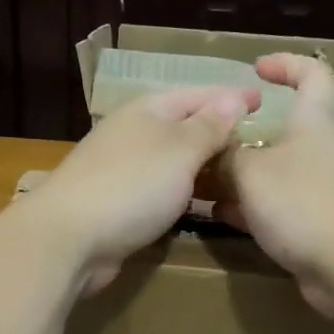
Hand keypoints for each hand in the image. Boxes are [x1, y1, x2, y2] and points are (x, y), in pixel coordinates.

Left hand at [21, 85, 260, 294]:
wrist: (70, 238)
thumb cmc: (132, 186)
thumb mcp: (180, 151)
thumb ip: (209, 127)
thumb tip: (233, 98)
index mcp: (147, 111)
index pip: (197, 95)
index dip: (230, 97)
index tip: (263, 100)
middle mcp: (132, 134)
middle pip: (182, 126)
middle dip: (216, 131)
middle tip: (255, 143)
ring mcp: (120, 170)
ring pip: (170, 160)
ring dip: (200, 164)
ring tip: (235, 173)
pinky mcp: (116, 204)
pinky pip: (159, 189)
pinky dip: (182, 191)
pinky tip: (198, 203)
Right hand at [217, 53, 333, 317]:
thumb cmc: (305, 202)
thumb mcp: (251, 172)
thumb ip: (226, 158)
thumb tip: (211, 153)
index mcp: (314, 122)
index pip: (312, 75)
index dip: (286, 64)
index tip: (256, 69)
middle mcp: (320, 152)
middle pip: (280, 132)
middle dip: (240, 137)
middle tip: (203, 144)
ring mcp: (320, 192)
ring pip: (272, 174)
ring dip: (237, 178)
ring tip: (197, 184)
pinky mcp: (316, 228)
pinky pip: (275, 209)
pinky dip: (248, 209)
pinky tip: (218, 216)